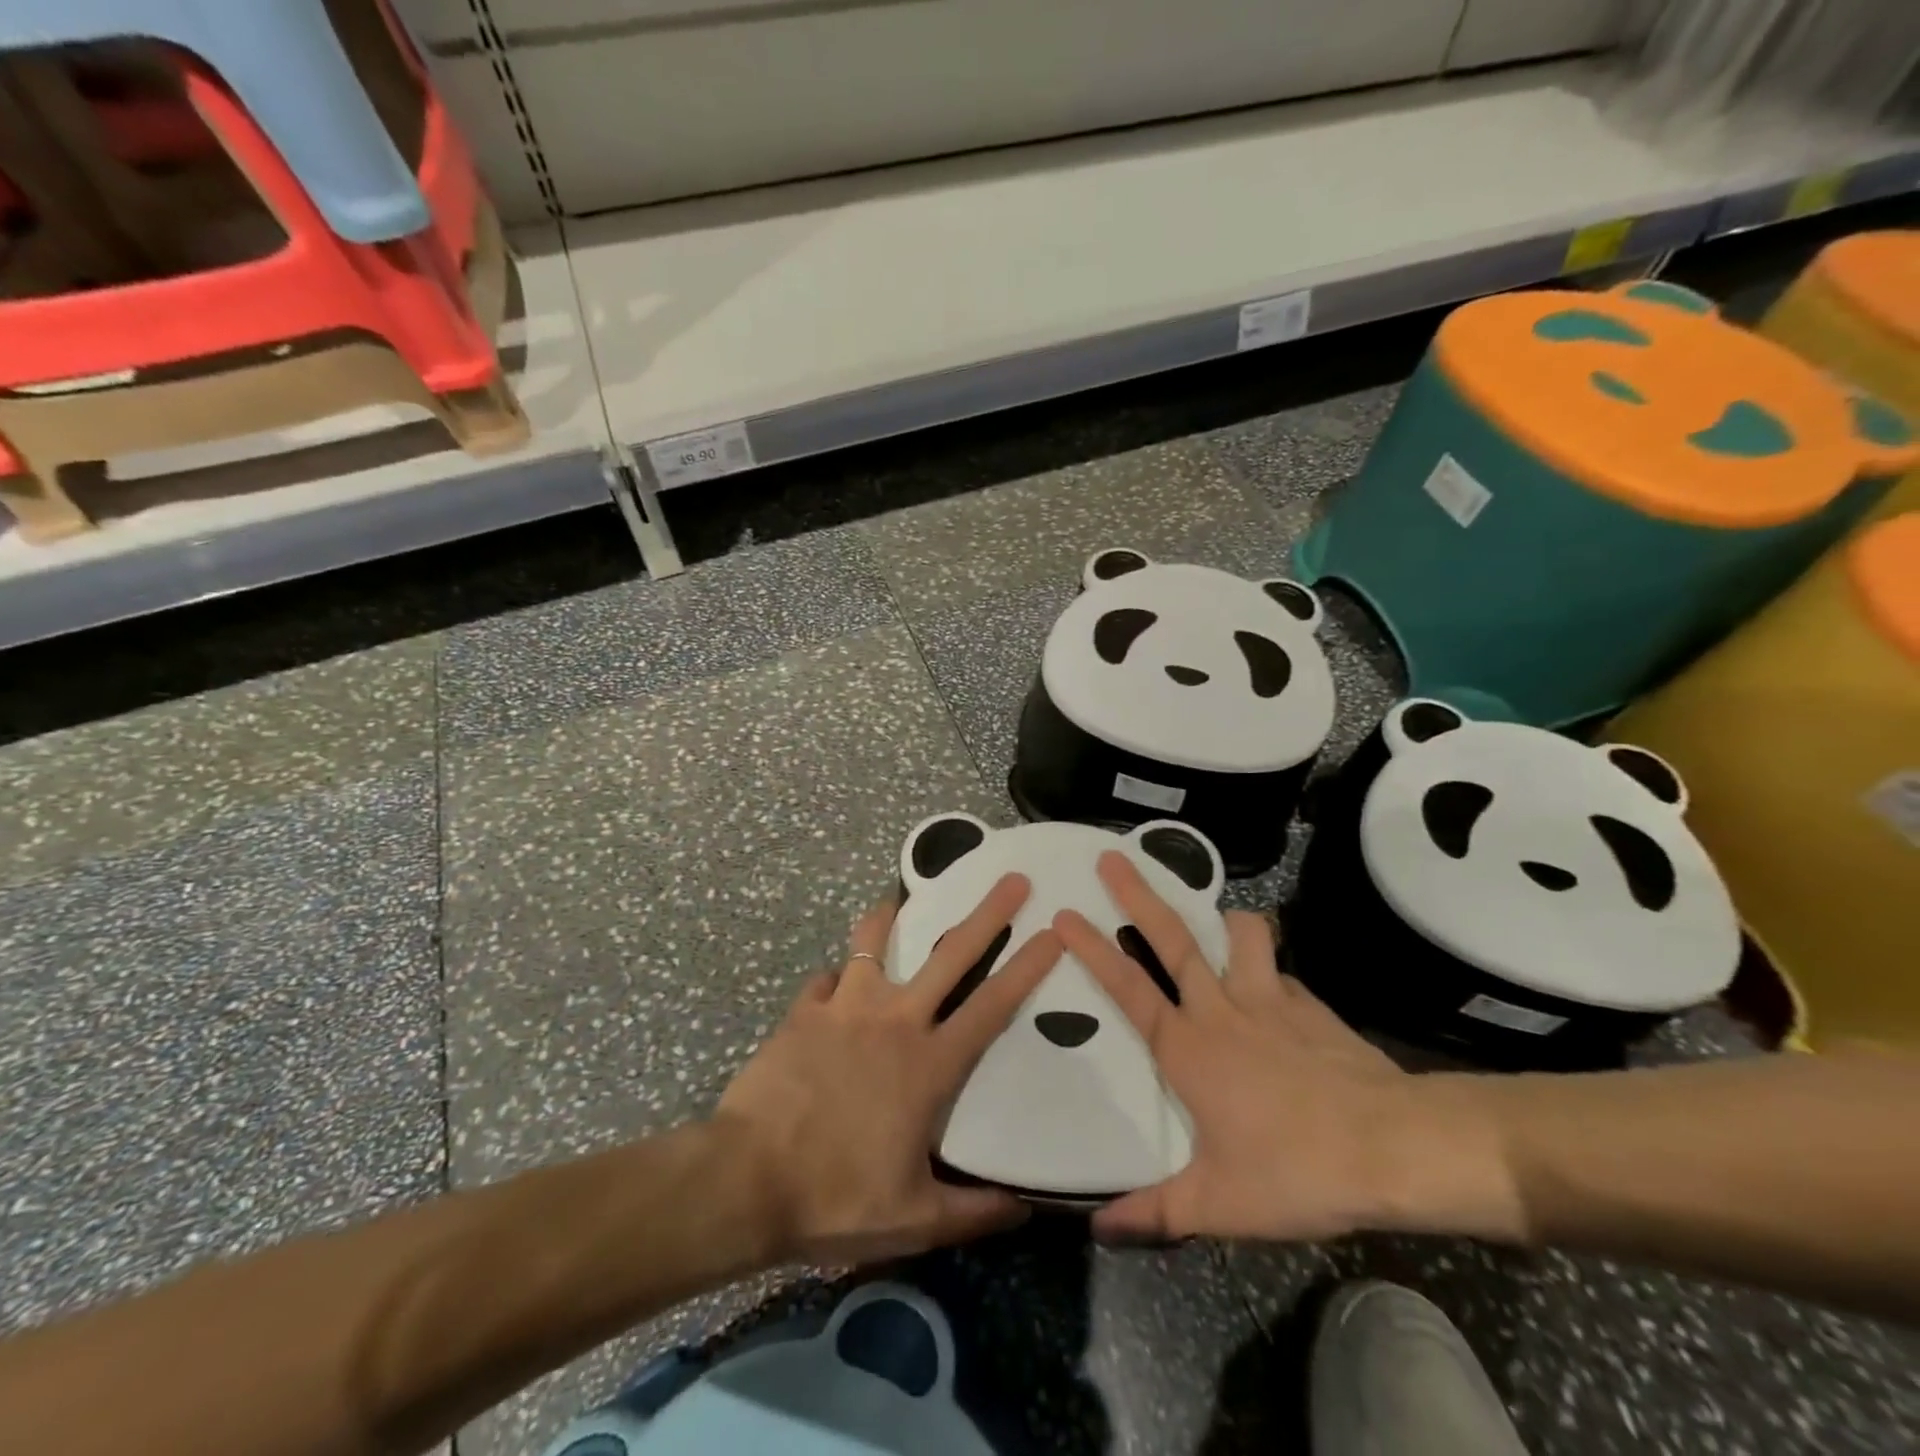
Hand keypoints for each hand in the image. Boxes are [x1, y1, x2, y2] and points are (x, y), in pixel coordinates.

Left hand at [715, 874, 1062, 1266]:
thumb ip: (974, 1211)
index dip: (1028, 967)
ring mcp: (845, 1008)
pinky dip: (837, 978)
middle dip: (987, 913)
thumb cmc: (836, 1198)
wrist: (745, 1181)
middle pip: (950, 954)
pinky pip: (827, 979)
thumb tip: (1024, 1207)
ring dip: (890, 918)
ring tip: (898, 901)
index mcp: (929, 1064)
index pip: (993, 1006)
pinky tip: (836, 985)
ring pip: (874, 943)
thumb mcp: (915, 1220)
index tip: (1053, 932)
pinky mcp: (804, 1011)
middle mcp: (894, 1020)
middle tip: (1012, 880)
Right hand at [1054, 853, 1521, 1245]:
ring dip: (1225, 920)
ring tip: (1217, 919)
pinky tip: (1278, 992)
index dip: (1092, 949)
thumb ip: (1155, 1212)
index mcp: (1188, 1048)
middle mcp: (1221, 1009)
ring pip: (1241, 935)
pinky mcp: (1311, 1005)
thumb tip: (1097, 1228)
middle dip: (1139, 894)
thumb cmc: (1295, 1170)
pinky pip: (1283, 973)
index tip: (1064, 913)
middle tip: (1113, 857)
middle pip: (1173, 938)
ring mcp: (1270, 1000)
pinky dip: (1272, 970)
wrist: (1394, 1148)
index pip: (1127, 987)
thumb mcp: (1218, 1204)